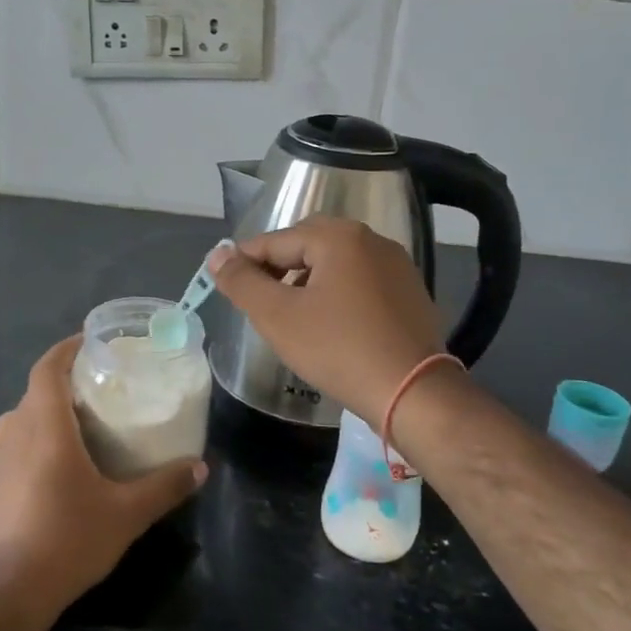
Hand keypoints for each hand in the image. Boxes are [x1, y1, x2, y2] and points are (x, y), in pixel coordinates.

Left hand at [0, 336, 205, 630]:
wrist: (0, 598)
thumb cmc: (65, 541)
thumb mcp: (125, 514)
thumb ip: (164, 487)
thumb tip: (201, 468)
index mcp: (43, 426)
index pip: (48, 367)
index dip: (67, 349)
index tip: (92, 341)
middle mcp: (13, 433)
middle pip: (37, 392)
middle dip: (67, 383)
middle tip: (103, 388)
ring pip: (23, 420)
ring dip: (50, 413)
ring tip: (86, 424)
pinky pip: (14, 446)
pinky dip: (36, 440)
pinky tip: (60, 468)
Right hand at [208, 218, 445, 423]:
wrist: (412, 392)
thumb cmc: (338, 349)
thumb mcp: (278, 316)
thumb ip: (242, 282)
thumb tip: (217, 256)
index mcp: (339, 237)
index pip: (277, 240)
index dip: (245, 260)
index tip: (225, 283)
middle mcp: (371, 240)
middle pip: (309, 244)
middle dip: (279, 266)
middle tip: (258, 298)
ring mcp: (396, 266)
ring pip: (336, 262)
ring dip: (307, 279)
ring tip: (291, 313)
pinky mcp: (410, 292)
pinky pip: (361, 280)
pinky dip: (337, 292)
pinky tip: (329, 323)